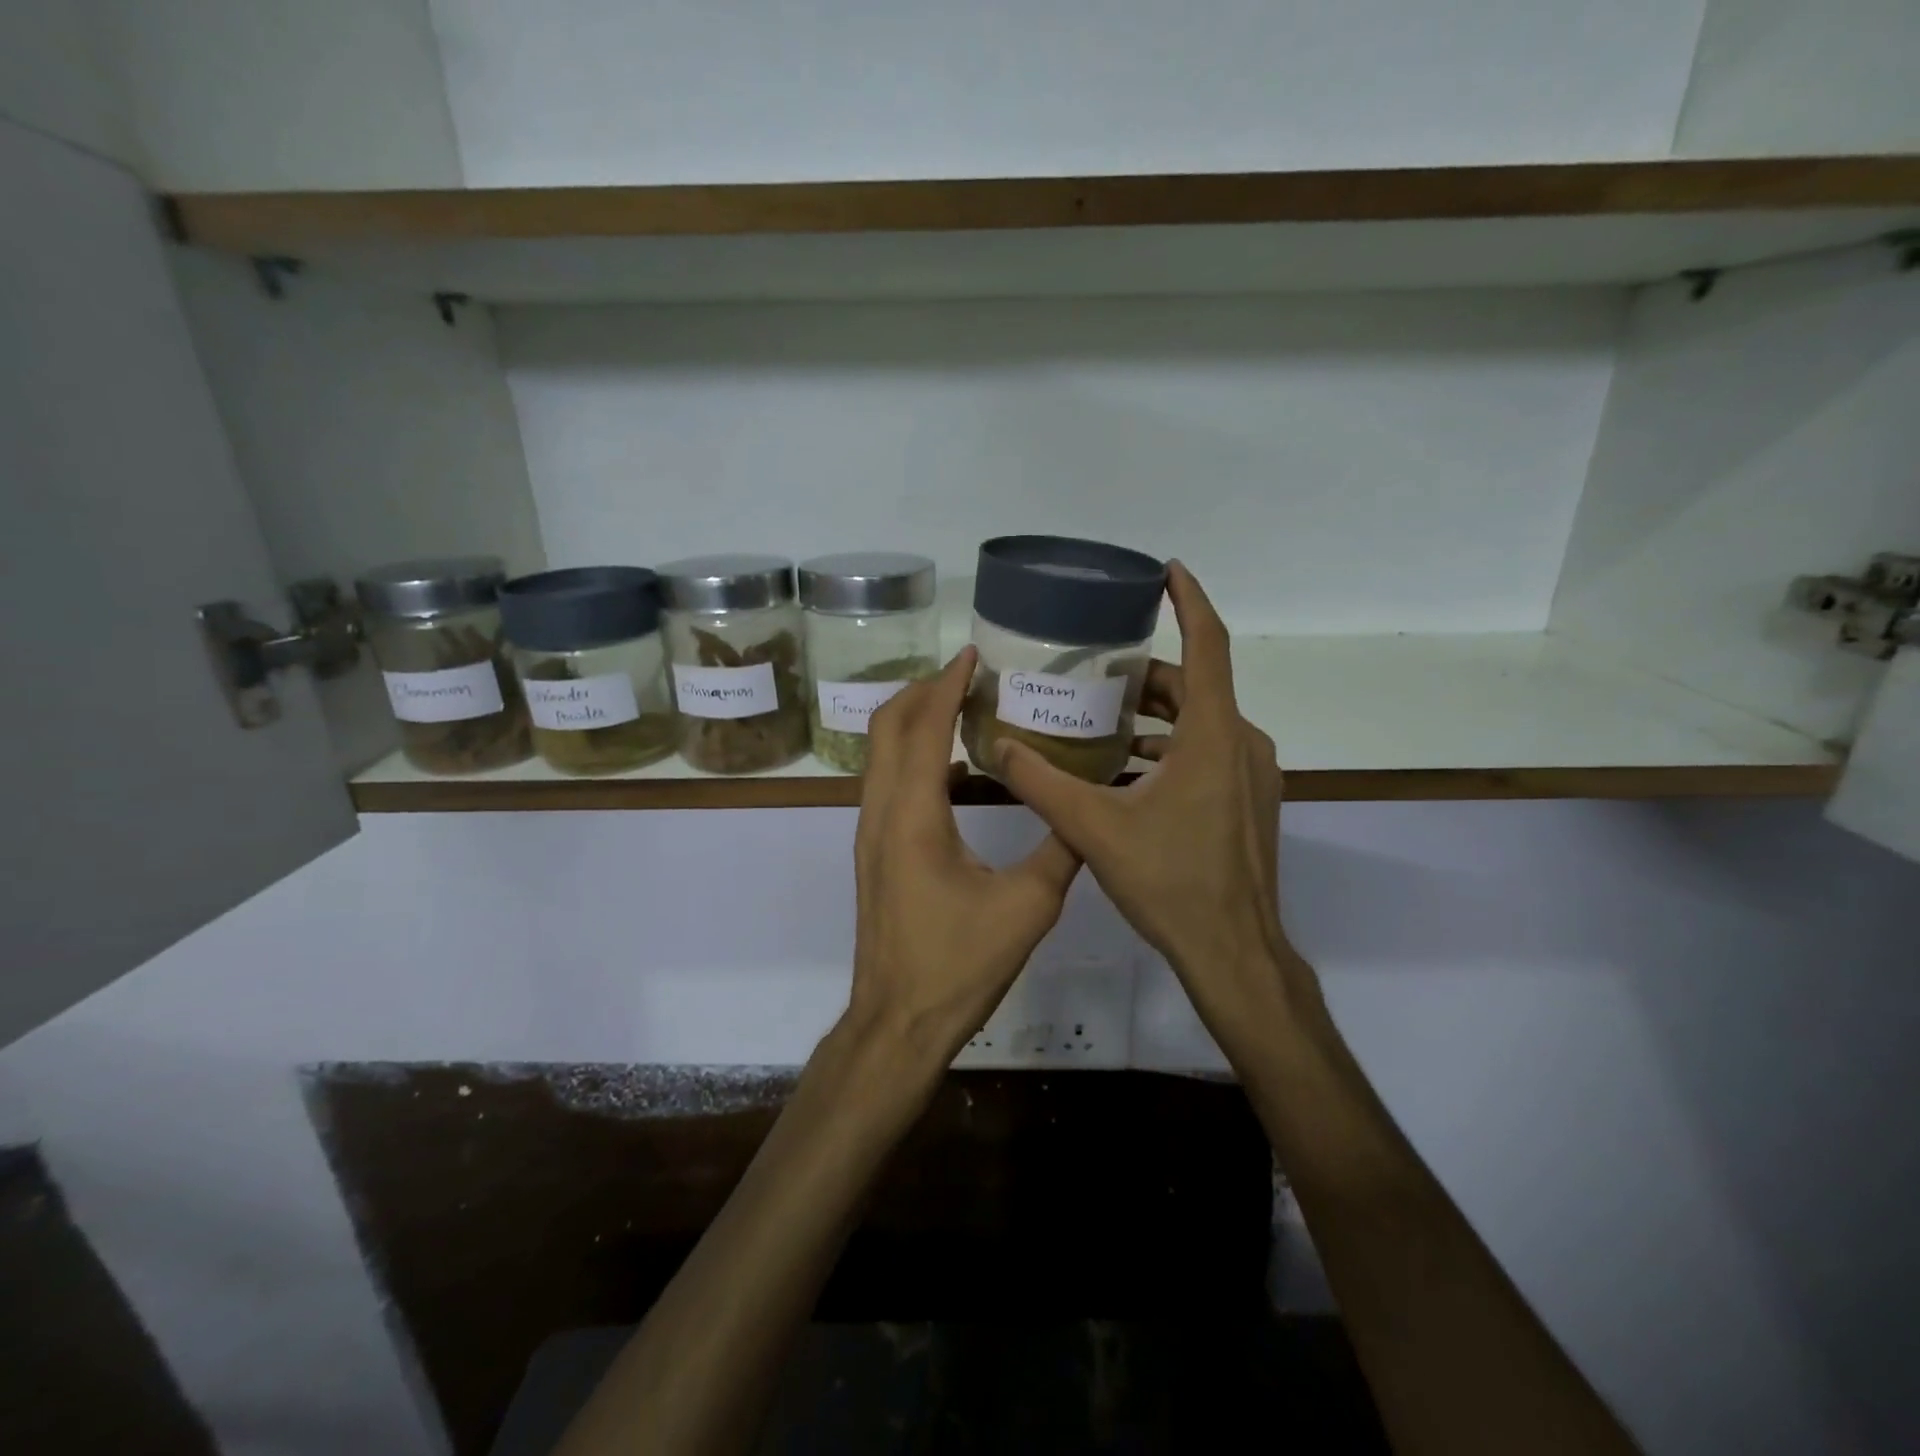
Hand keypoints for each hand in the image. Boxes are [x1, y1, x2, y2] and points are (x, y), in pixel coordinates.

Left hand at [844, 647, 1081, 1070]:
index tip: (972, 654)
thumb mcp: (1027, 907)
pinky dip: (914, 757)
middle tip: (967, 674)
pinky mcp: (874, 852)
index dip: (946, 684)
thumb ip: (1061, 849)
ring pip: (880, 754)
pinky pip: (887, 782)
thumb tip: (1088, 807)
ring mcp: (870, 833)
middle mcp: (881, 812)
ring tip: (962, 707)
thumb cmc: (958, 965)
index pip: (924, 727)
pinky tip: (957, 769)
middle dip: (922, 691)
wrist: (898, 1021)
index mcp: (913, 815)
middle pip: (887, 727)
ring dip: (914, 721)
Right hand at [996, 563, 1321, 1037]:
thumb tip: (996, 745)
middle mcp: (1242, 743)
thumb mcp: (1093, 827)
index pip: (1207, 645)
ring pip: (1203, 723)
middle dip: (1146, 675)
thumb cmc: (1170, 882)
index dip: (1189, 601)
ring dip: (1157, 716)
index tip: (1166, 570)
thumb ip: (1040, 782)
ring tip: (1102, 721)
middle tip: (1094, 674)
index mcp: (1213, 735)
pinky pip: (1210, 753)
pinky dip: (1172, 748)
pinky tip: (1128, 772)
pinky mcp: (1250, 803)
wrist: (1234, 952)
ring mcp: (1253, 775)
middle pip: (1195, 686)